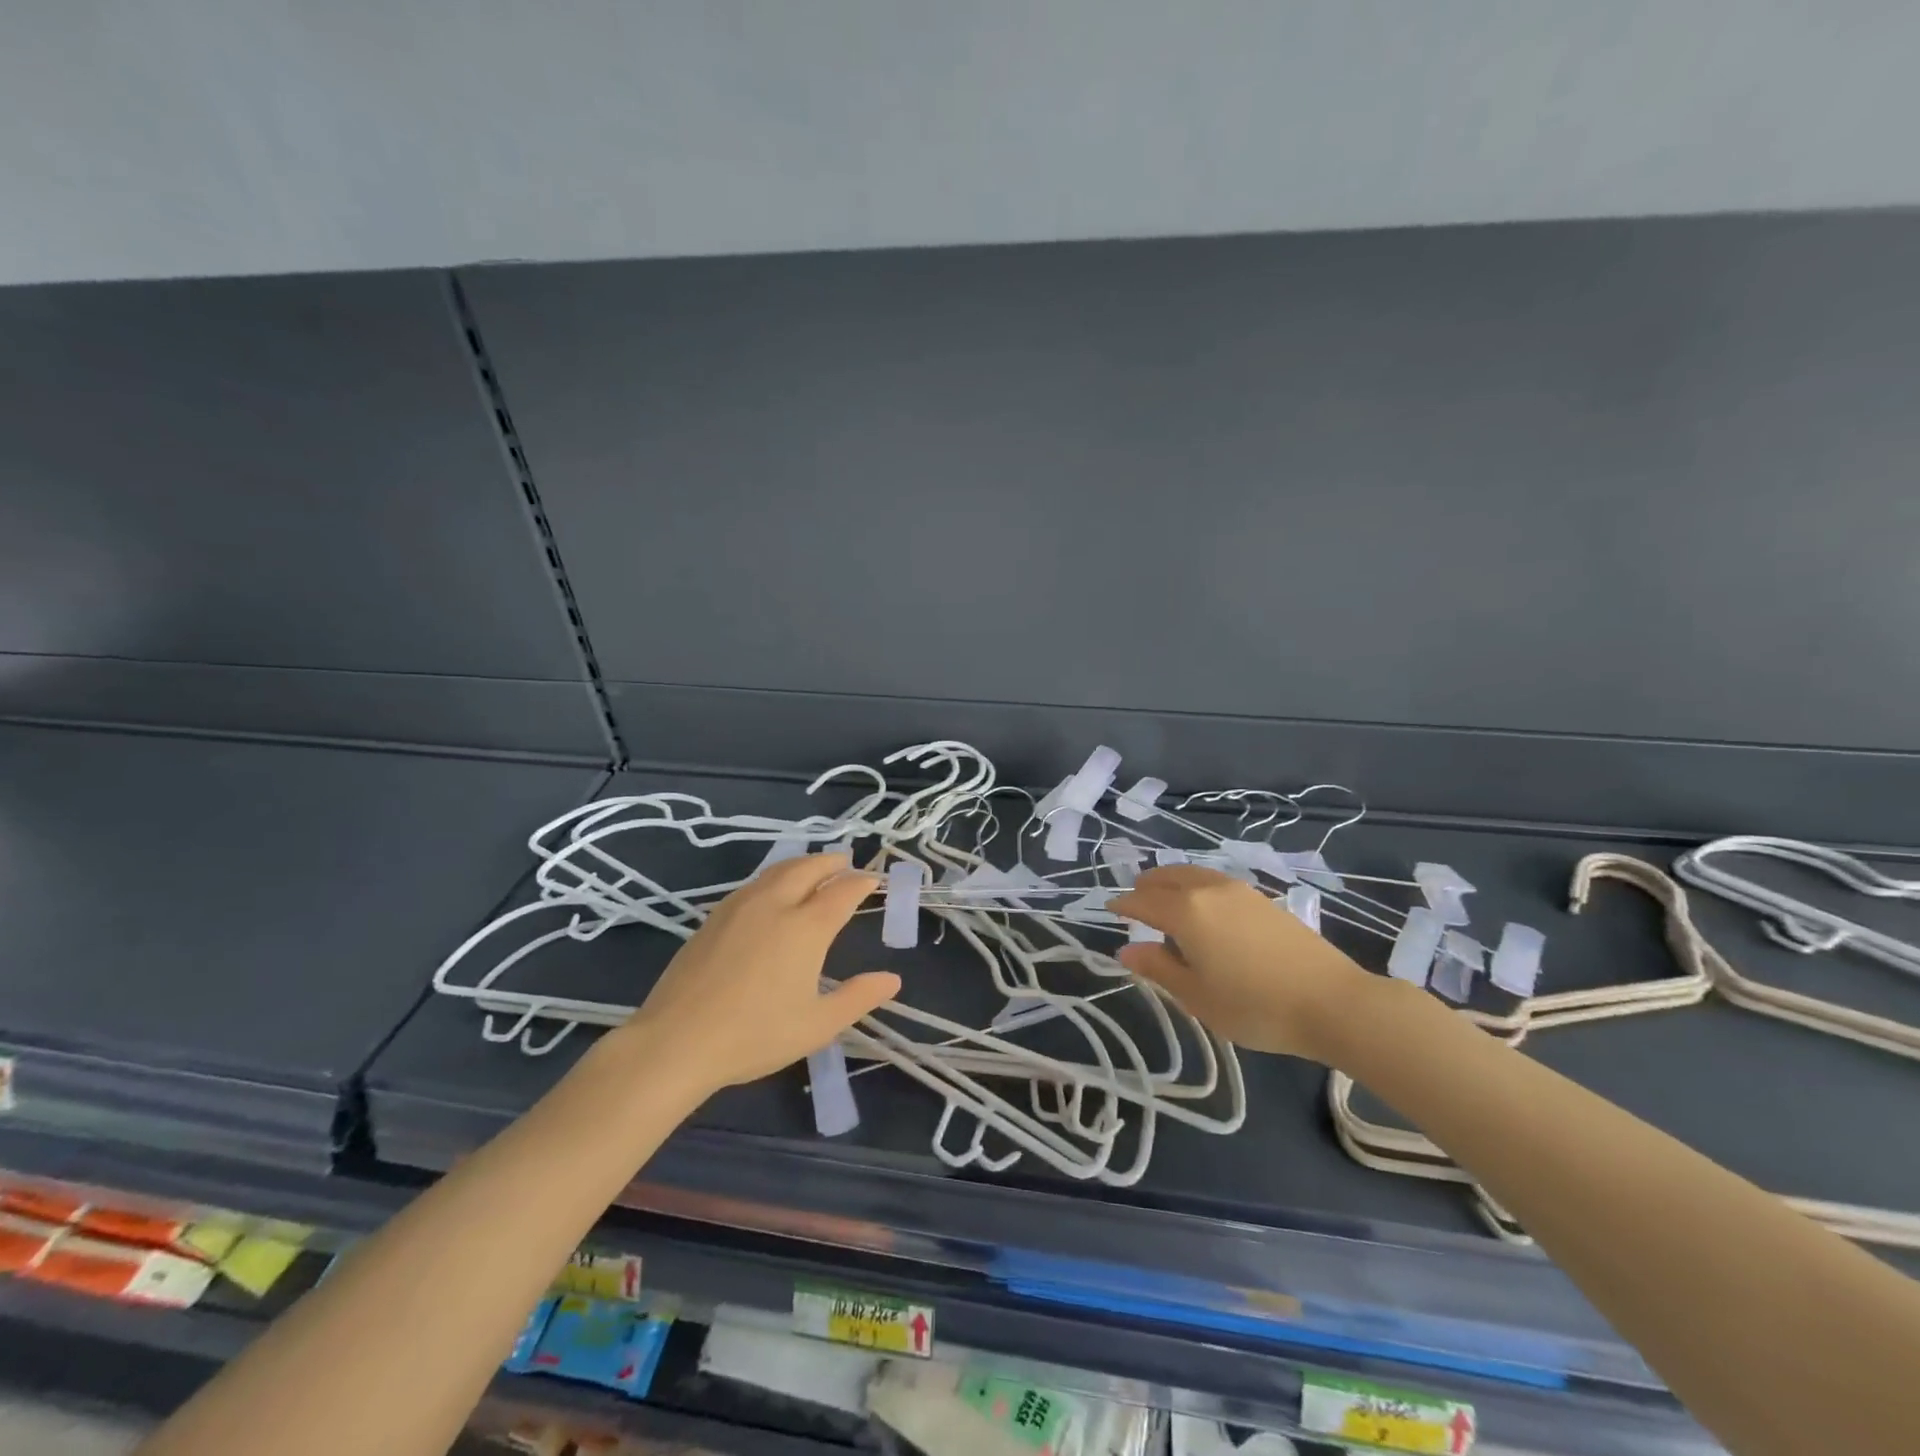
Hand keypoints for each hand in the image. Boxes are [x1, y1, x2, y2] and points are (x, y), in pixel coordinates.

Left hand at [621, 854, 900, 1094]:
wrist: (677, 1041)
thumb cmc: (755, 1035)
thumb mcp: (817, 1024)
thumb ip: (858, 997)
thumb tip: (892, 979)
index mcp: (806, 927)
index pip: (842, 891)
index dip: (861, 883)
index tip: (873, 881)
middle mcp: (775, 904)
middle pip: (809, 868)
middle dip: (831, 861)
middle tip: (846, 862)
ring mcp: (740, 906)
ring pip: (778, 870)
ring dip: (802, 864)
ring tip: (814, 869)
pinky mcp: (714, 917)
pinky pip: (754, 883)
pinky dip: (775, 876)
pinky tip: (772, 892)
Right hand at [1112, 865, 1374, 1062]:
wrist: (1331, 1001)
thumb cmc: (1254, 1006)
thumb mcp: (1197, 996)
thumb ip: (1158, 969)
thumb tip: (1126, 950)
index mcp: (1185, 911)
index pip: (1143, 900)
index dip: (1123, 905)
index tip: (1109, 910)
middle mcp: (1208, 889)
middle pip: (1166, 876)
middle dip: (1145, 886)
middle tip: (1135, 902)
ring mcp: (1239, 890)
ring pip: (1192, 873)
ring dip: (1171, 882)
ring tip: (1166, 902)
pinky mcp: (1262, 898)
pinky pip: (1214, 881)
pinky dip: (1196, 886)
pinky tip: (1203, 909)